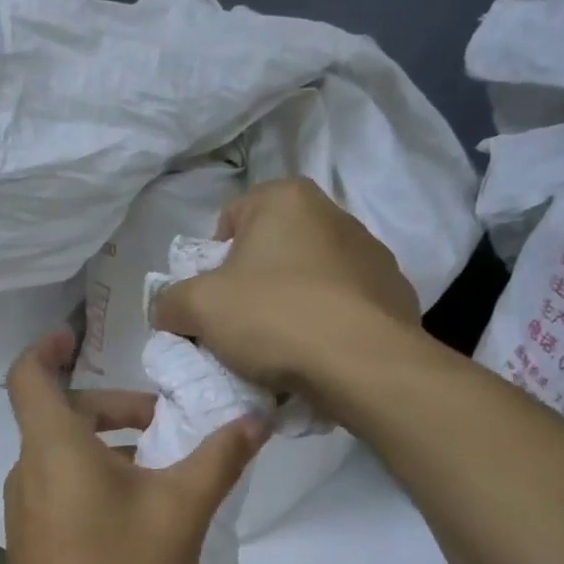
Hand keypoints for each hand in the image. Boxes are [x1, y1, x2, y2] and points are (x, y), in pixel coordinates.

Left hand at [2, 333, 263, 563]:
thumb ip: (220, 457)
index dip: (48, 348)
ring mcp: (24, 510)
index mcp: (53, 447)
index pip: (29, 376)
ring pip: (62, 455)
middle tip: (163, 423)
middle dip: (113, 408)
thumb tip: (257, 419)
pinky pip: (60, 488)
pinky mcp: (32, 542)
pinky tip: (140, 513)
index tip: (77, 336)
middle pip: (60, 416)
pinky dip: (95, 479)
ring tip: (163, 470)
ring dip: (108, 448)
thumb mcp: (182, 508)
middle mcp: (28, 471)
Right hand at [150, 176, 418, 394]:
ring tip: (279, 351)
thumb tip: (168, 312)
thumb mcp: (198, 309)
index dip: (210, 264)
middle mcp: (334, 214)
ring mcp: (372, 255)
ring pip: (308, 281)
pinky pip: (341, 308)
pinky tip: (315, 357)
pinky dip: (324, 326)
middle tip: (239, 330)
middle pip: (270, 252)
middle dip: (250, 287)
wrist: (363, 364)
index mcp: (287, 199)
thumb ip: (170, 303)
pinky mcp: (395, 294)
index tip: (212, 303)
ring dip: (289, 308)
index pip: (229, 221)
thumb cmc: (274, 318)